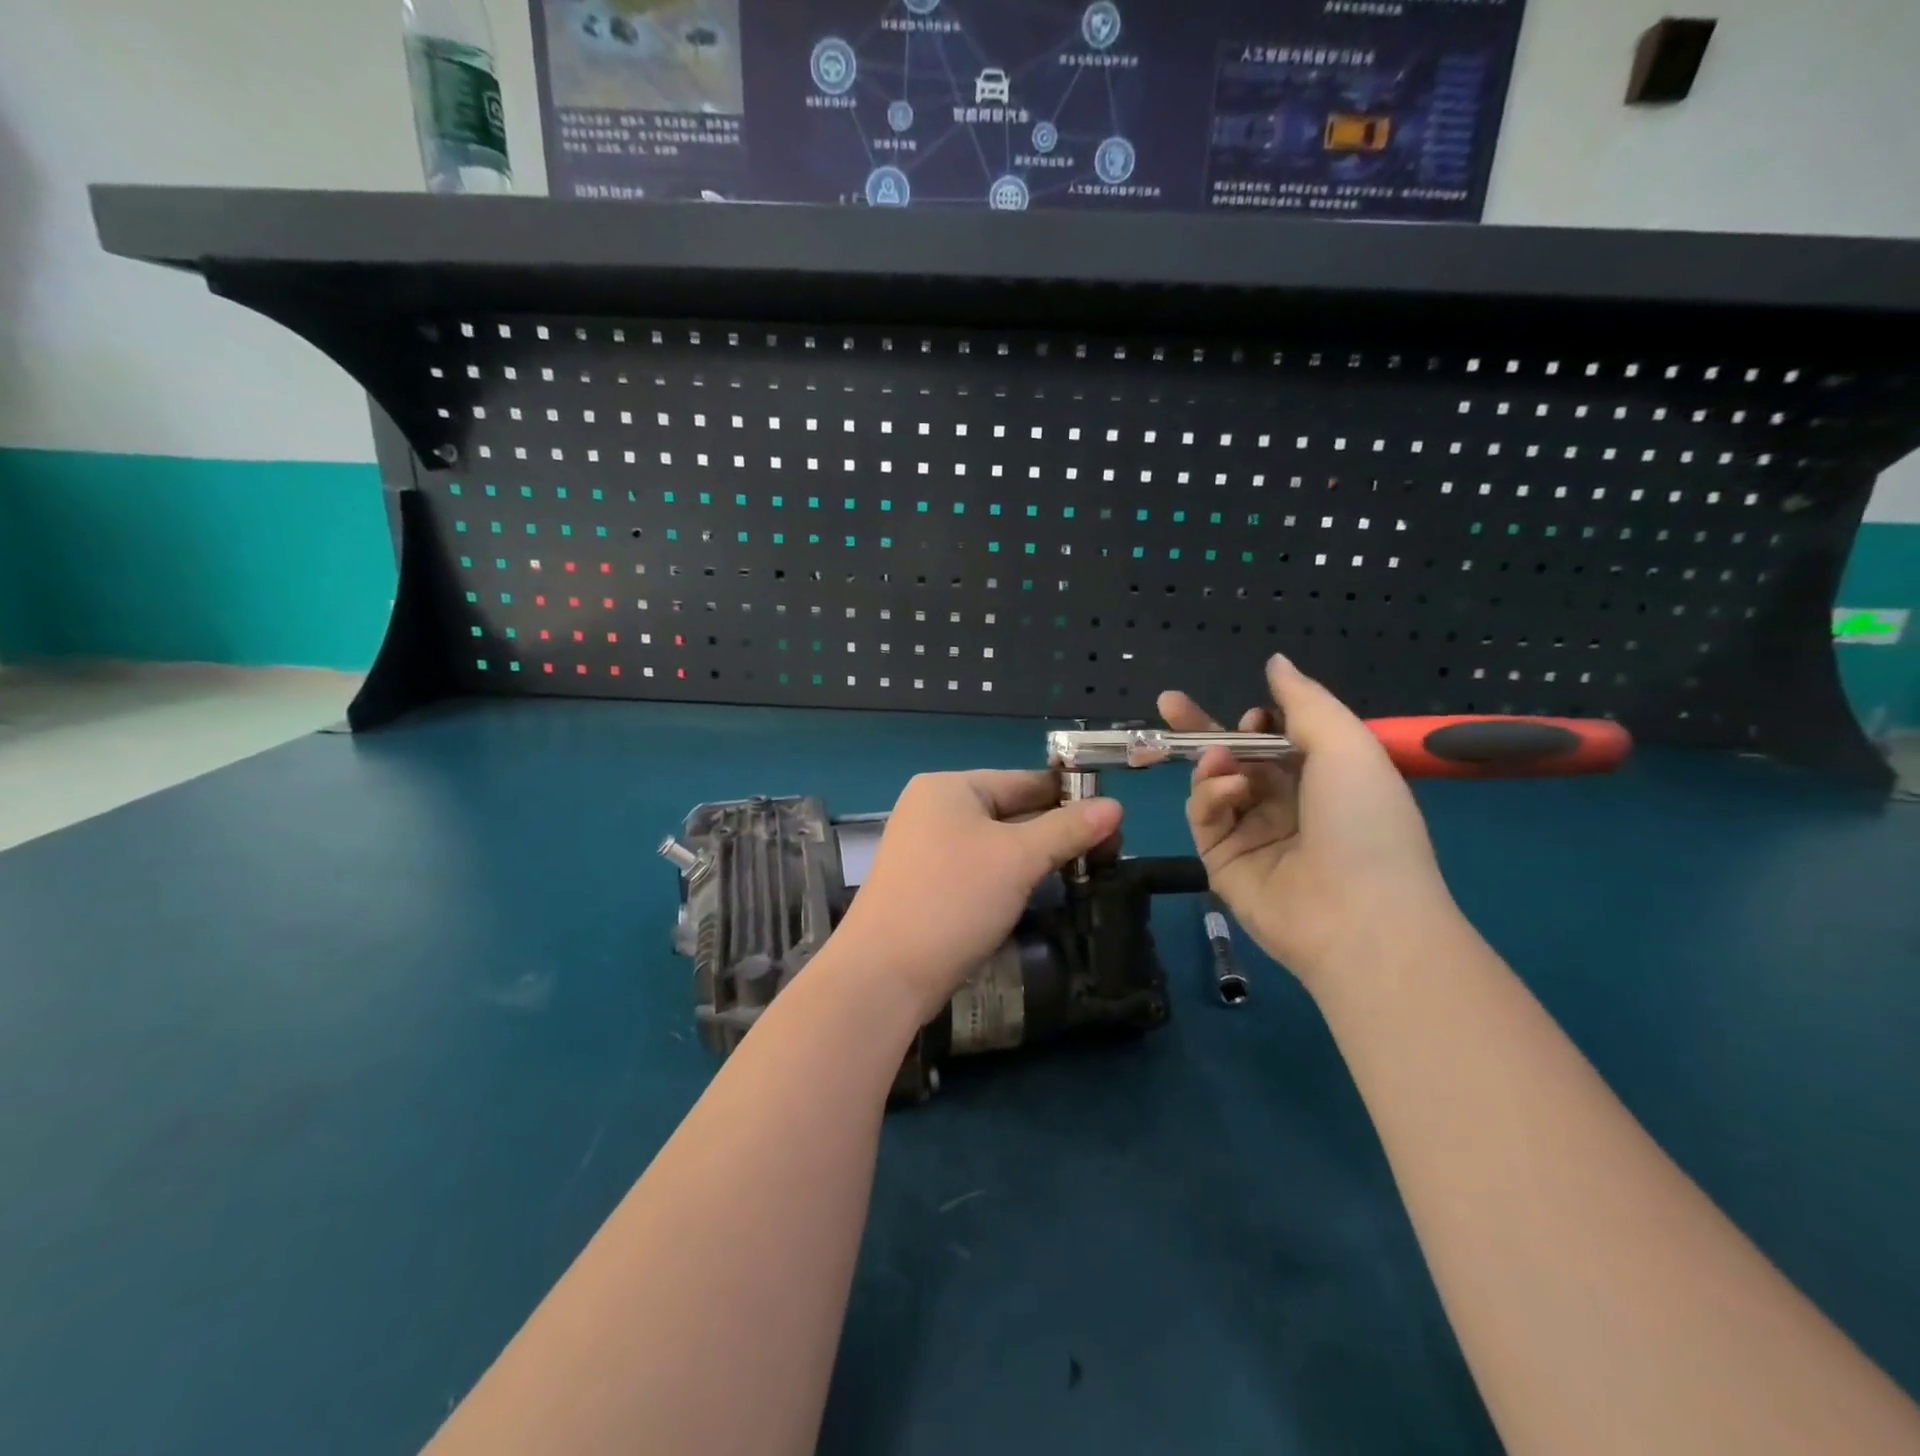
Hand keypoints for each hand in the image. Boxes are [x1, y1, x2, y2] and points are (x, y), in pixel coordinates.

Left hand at [830, 771, 1121, 1024]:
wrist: (884, 973)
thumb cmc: (953, 898)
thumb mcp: (1018, 859)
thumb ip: (1067, 829)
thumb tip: (1116, 805)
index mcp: (949, 787)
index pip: (1023, 780)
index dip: (1070, 796)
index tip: (1114, 817)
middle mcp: (933, 809)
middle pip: (1010, 810)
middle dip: (1057, 829)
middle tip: (1107, 851)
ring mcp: (926, 848)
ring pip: (997, 843)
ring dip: (1037, 856)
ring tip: (1085, 870)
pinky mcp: (927, 884)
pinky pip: (980, 868)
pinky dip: (1011, 876)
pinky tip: (1040, 891)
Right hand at [1158, 655, 1457, 990]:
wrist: (1359, 916)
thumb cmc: (1364, 819)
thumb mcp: (1346, 745)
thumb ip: (1304, 700)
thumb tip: (1275, 662)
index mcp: (1322, 779)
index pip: (1277, 742)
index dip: (1259, 723)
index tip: (1252, 713)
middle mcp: (1285, 805)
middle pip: (1234, 759)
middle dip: (1203, 731)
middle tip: (1168, 703)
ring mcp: (1252, 835)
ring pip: (1213, 784)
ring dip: (1213, 763)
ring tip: (1221, 760)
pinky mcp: (1222, 861)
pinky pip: (1204, 816)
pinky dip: (1209, 795)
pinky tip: (1228, 790)